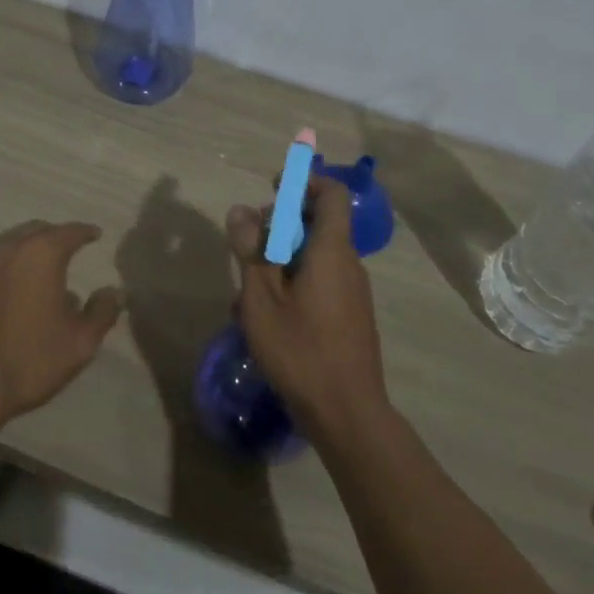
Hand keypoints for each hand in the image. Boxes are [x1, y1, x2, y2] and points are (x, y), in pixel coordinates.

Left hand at [0, 222, 122, 438]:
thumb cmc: (28, 361)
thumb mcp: (80, 343)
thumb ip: (102, 312)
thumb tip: (113, 291)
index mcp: (40, 254)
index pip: (69, 231)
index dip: (85, 232)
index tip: (95, 235)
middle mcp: (6, 249)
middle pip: (36, 232)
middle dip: (54, 236)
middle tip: (69, 248)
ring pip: (9, 246)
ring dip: (27, 252)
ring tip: (40, 270)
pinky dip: (6, 269)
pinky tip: (12, 290)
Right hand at [226, 179, 388, 443]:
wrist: (346, 411)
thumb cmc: (300, 349)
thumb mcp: (261, 297)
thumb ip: (251, 250)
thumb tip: (241, 211)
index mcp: (332, 250)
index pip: (332, 193)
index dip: (305, 182)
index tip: (274, 188)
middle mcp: (348, 264)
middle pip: (319, 224)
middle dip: (281, 224)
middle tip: (247, 243)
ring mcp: (352, 292)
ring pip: (314, 256)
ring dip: (281, 259)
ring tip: (247, 289)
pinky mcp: (350, 315)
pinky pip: (320, 282)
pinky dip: (293, 283)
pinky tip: (265, 316)